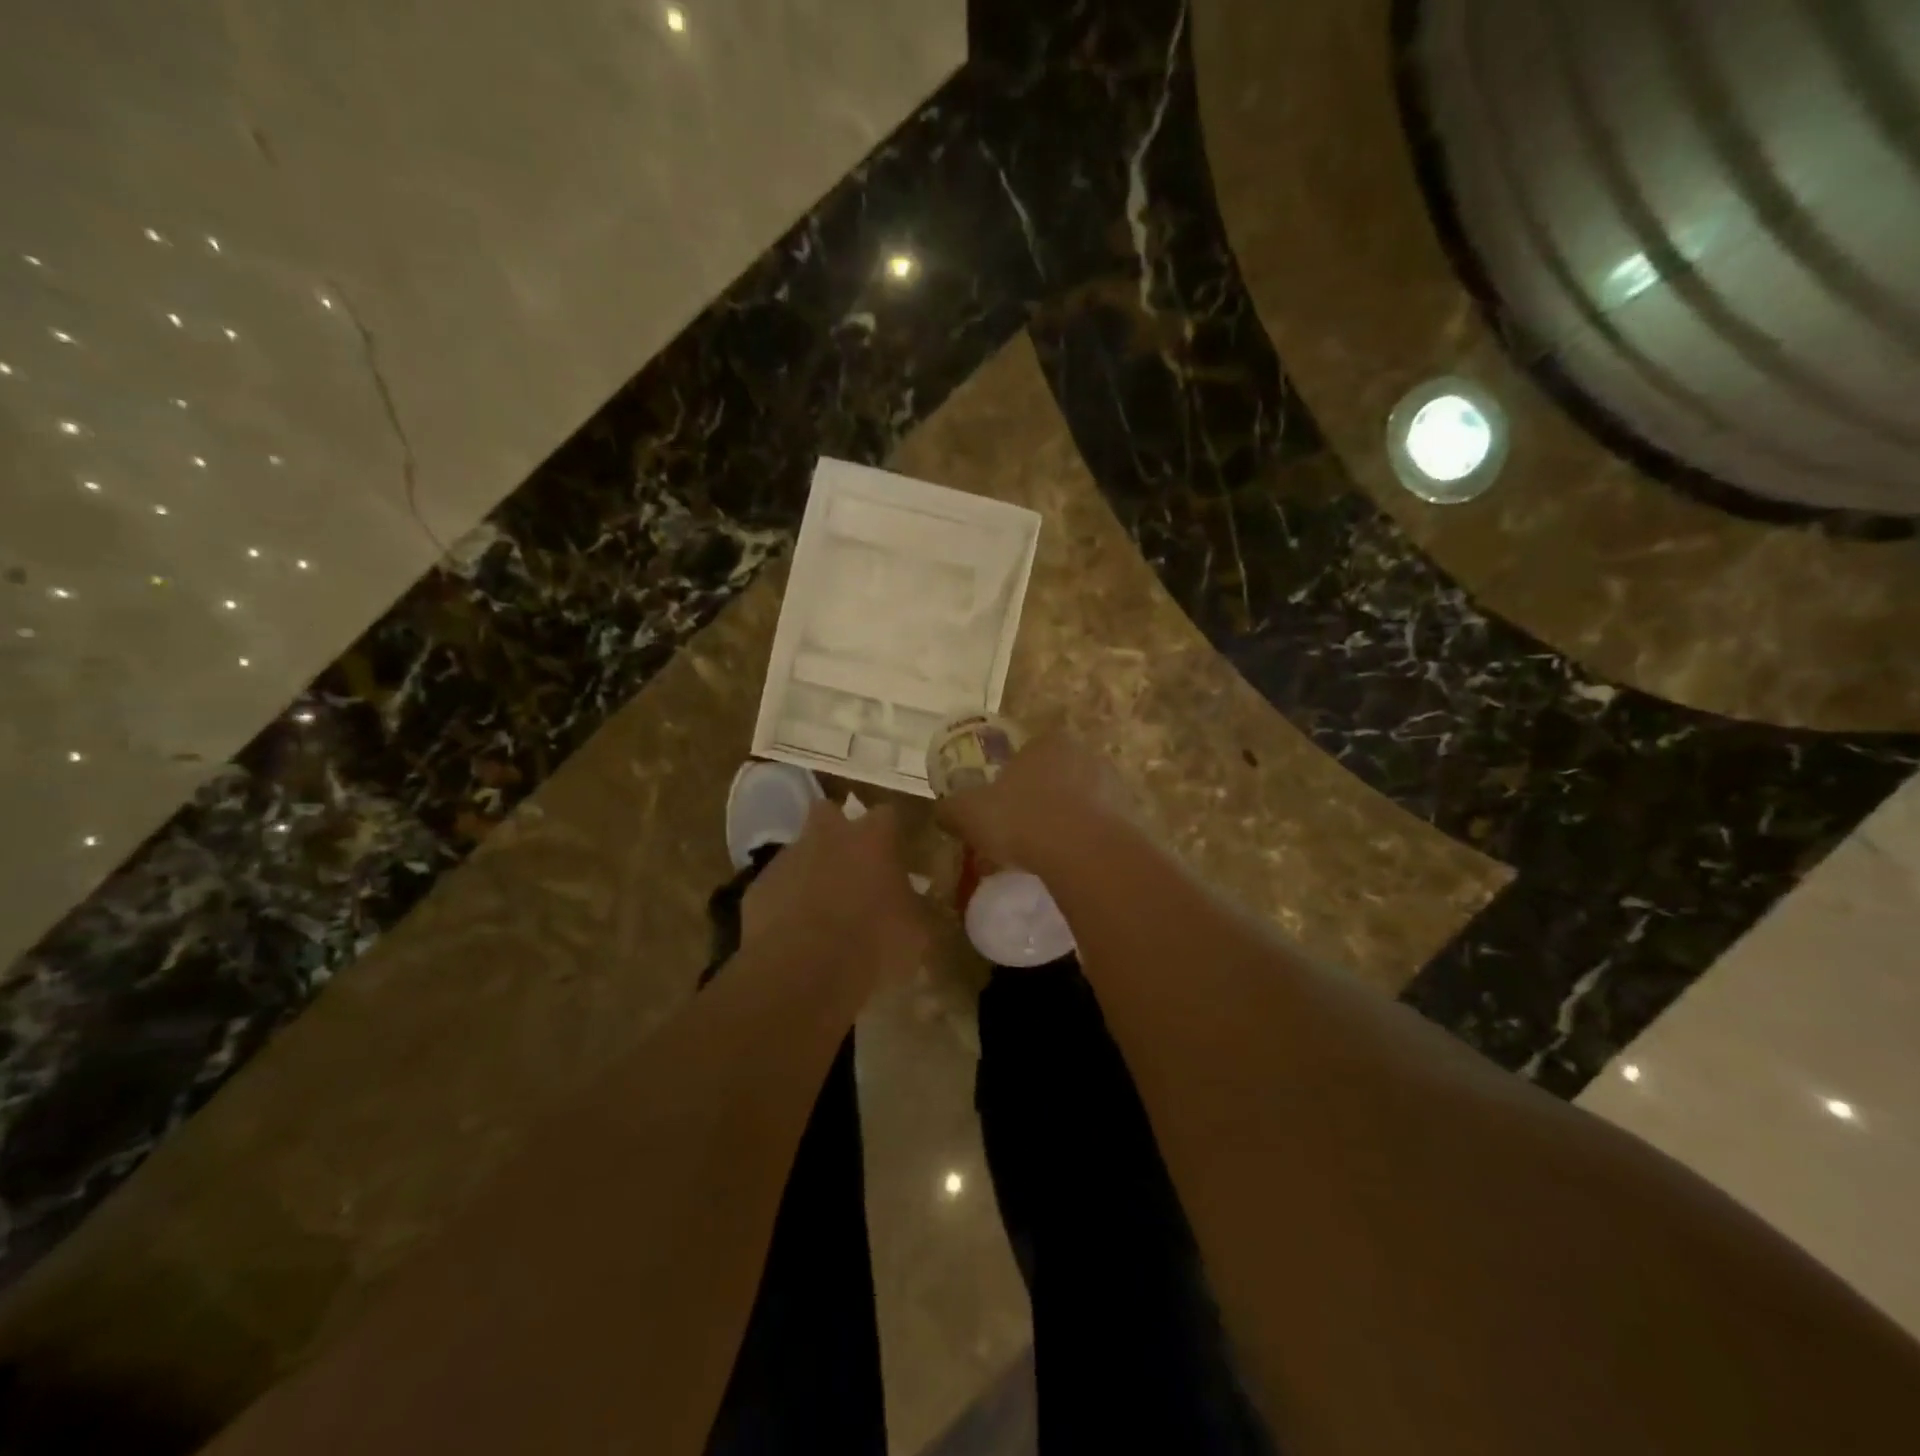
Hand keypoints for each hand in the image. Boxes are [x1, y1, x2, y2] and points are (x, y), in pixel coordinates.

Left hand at [741, 800, 927, 981]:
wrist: (801, 973)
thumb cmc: (873, 945)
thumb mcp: (917, 934)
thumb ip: (917, 910)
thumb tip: (917, 906)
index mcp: (872, 839)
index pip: (887, 814)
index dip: (891, 834)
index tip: (896, 856)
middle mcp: (828, 836)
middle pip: (829, 812)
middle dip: (838, 832)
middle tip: (851, 866)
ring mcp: (787, 859)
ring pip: (800, 850)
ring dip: (810, 869)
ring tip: (821, 909)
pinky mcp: (757, 888)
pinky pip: (776, 886)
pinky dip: (785, 901)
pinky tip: (795, 933)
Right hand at [934, 733, 1135, 871]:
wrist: (1083, 853)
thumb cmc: (1021, 819)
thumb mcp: (969, 812)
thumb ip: (952, 808)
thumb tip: (942, 810)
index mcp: (1049, 742)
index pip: (1028, 753)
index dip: (1012, 778)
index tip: (1001, 806)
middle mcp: (1086, 756)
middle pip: (1056, 776)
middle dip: (1040, 800)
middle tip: (1020, 831)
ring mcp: (1114, 787)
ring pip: (1081, 803)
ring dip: (1065, 822)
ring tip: (1044, 854)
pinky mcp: (1131, 819)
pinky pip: (1099, 829)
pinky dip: (1084, 843)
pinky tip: (1068, 866)